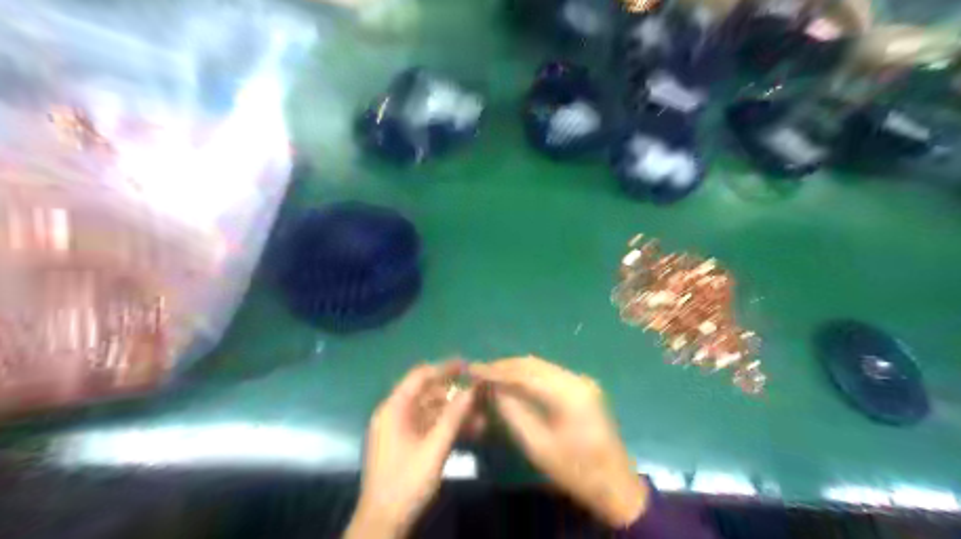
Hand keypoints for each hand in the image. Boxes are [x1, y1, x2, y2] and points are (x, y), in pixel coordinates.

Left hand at [348, 362, 478, 538]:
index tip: (468, 365)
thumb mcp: (434, 448)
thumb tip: (472, 389)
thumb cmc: (407, 481)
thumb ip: (453, 416)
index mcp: (394, 408)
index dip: (444, 368)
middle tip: (480, 395)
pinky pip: (429, 426)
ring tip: (482, 418)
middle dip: (455, 394)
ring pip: (432, 411)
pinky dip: (448, 426)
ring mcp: (400, 429)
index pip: (420, 376)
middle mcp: (395, 413)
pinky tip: (471, 432)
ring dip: (455, 413)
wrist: (383, 522)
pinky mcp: (406, 443)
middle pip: (428, 393)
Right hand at [471, 356, 647, 528]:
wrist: (616, 485)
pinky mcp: (583, 388)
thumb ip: (513, 413)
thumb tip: (492, 389)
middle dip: (504, 366)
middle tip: (478, 372)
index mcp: (569, 394)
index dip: (496, 370)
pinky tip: (513, 382)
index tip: (472, 370)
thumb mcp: (538, 447)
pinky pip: (549, 374)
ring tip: (490, 375)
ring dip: (515, 369)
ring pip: (541, 366)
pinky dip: (528, 375)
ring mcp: (582, 381)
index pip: (525, 373)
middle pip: (533, 364)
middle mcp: (577, 379)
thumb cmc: (576, 472)